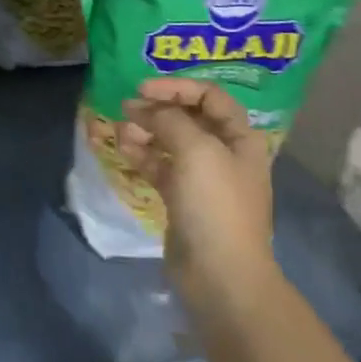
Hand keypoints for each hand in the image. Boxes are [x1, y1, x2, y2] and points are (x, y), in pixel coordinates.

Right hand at [119, 78, 275, 304]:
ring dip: (145, 130)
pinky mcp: (182, 199)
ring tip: (120, 128)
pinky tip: (121, 146)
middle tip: (126, 107)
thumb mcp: (196, 150)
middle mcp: (224, 154)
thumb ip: (169, 120)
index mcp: (240, 139)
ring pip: (170, 142)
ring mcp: (202, 178)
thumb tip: (143, 108)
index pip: (210, 96)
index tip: (143, 88)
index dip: (177, 87)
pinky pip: (160, 166)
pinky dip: (141, 154)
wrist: (219, 274)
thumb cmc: (215, 204)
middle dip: (157, 109)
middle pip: (189, 118)